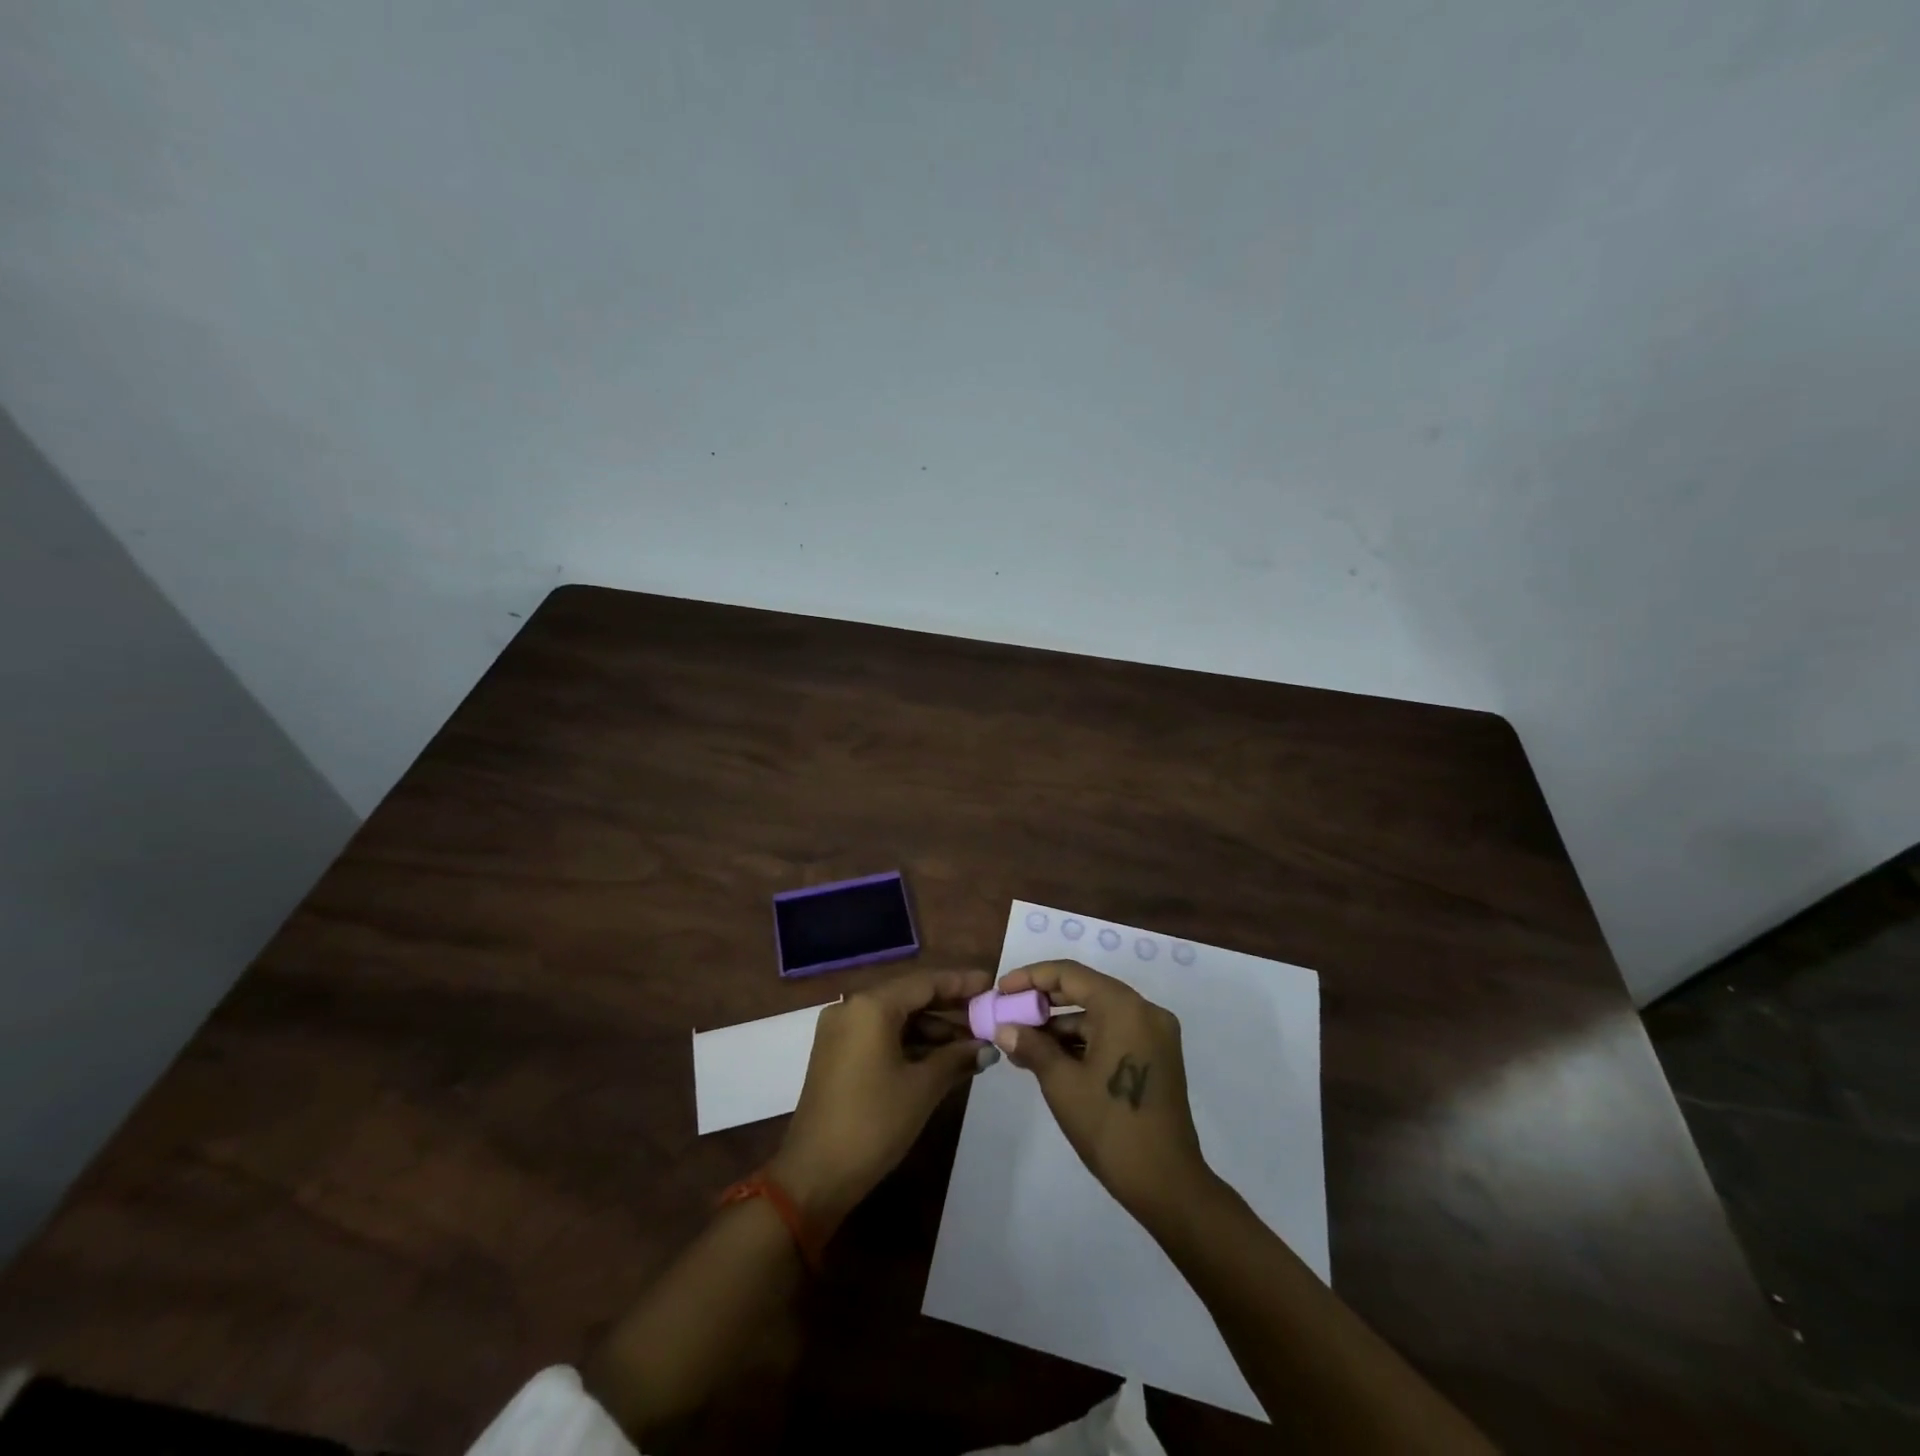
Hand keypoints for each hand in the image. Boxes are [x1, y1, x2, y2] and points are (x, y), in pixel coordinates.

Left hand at [769, 968, 991, 1233]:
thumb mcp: (922, 1088)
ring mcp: (840, 1031)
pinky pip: (880, 1036)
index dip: (961, 983)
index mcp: (871, 1006)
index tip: (991, 984)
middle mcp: (852, 1008)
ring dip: (932, 1030)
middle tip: (986, 1015)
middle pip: (909, 997)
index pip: (925, 982)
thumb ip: (957, 1058)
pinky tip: (940, 1059)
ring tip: (971, 1044)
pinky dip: (910, 1044)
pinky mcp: (836, 1054)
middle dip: (949, 1008)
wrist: (814, 1176)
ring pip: (896, 1018)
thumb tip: (987, 1047)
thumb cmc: (873, 1123)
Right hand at [993, 960, 1210, 1226]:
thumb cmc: (1110, 1126)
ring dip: (1061, 1024)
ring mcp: (1155, 1034)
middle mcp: (1144, 1010)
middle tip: (1009, 1012)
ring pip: (1098, 1014)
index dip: (1031, 978)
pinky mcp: (1157, 1056)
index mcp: (1123, 1007)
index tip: (1001, 990)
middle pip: (1085, 989)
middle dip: (1044, 1001)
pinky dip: (1083, 1040)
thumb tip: (1004, 1028)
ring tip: (1022, 1042)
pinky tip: (1051, 1057)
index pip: (1069, 974)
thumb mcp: (1061, 1083)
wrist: (1166, 1183)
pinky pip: (1113, 1032)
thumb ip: (1031, 1046)